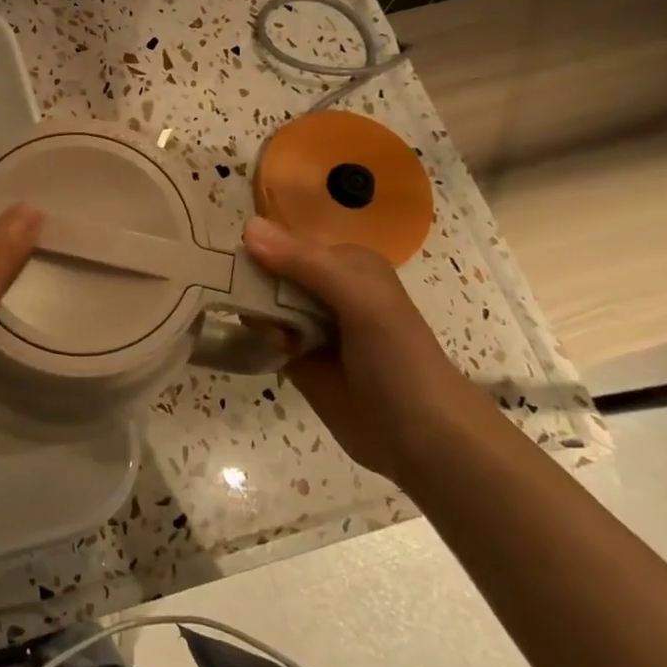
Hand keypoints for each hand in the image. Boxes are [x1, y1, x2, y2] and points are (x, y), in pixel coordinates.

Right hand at [242, 215, 497, 485]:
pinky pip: (263, 336)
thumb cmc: (399, 360)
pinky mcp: (298, 359)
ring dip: (259, 318)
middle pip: (268, 274)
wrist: (424, 440)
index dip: (260, 253)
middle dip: (256, 289)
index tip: (242, 272)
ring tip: (281, 342)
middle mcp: (326, 289)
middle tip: (267, 315)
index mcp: (346, 264)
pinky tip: (276, 353)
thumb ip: (305, 263)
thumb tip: (246, 226)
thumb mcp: (360, 301)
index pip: (285, 243)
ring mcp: (311, 325)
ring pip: (262, 305)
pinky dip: (259, 340)